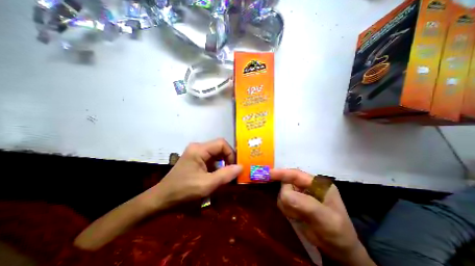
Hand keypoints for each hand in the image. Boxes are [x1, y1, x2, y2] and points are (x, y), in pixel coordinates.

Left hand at [150, 139, 241, 209]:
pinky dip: (217, 167)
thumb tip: (241, 166)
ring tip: (226, 176)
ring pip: (216, 154)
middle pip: (219, 148)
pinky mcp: (195, 160)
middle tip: (233, 172)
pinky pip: (211, 160)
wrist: (161, 200)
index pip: (221, 143)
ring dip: (223, 164)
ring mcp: (196, 153)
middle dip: (228, 160)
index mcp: (199, 149)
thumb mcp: (206, 185)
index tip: (234, 167)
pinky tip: (218, 177)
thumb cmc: (183, 192)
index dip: (231, 153)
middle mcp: (198, 148)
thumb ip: (225, 175)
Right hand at [270, 169, 374, 265]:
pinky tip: (295, 217)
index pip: (296, 174)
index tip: (269, 174)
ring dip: (287, 205)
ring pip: (283, 193)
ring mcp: (300, 194)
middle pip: (287, 183)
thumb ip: (305, 204)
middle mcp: (307, 186)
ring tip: (298, 216)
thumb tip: (284, 194)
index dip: (282, 173)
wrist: (338, 250)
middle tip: (294, 212)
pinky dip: (286, 209)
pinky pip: (283, 201)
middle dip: (287, 197)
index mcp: (318, 183)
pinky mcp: (295, 202)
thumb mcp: (326, 219)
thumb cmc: (338, 232)